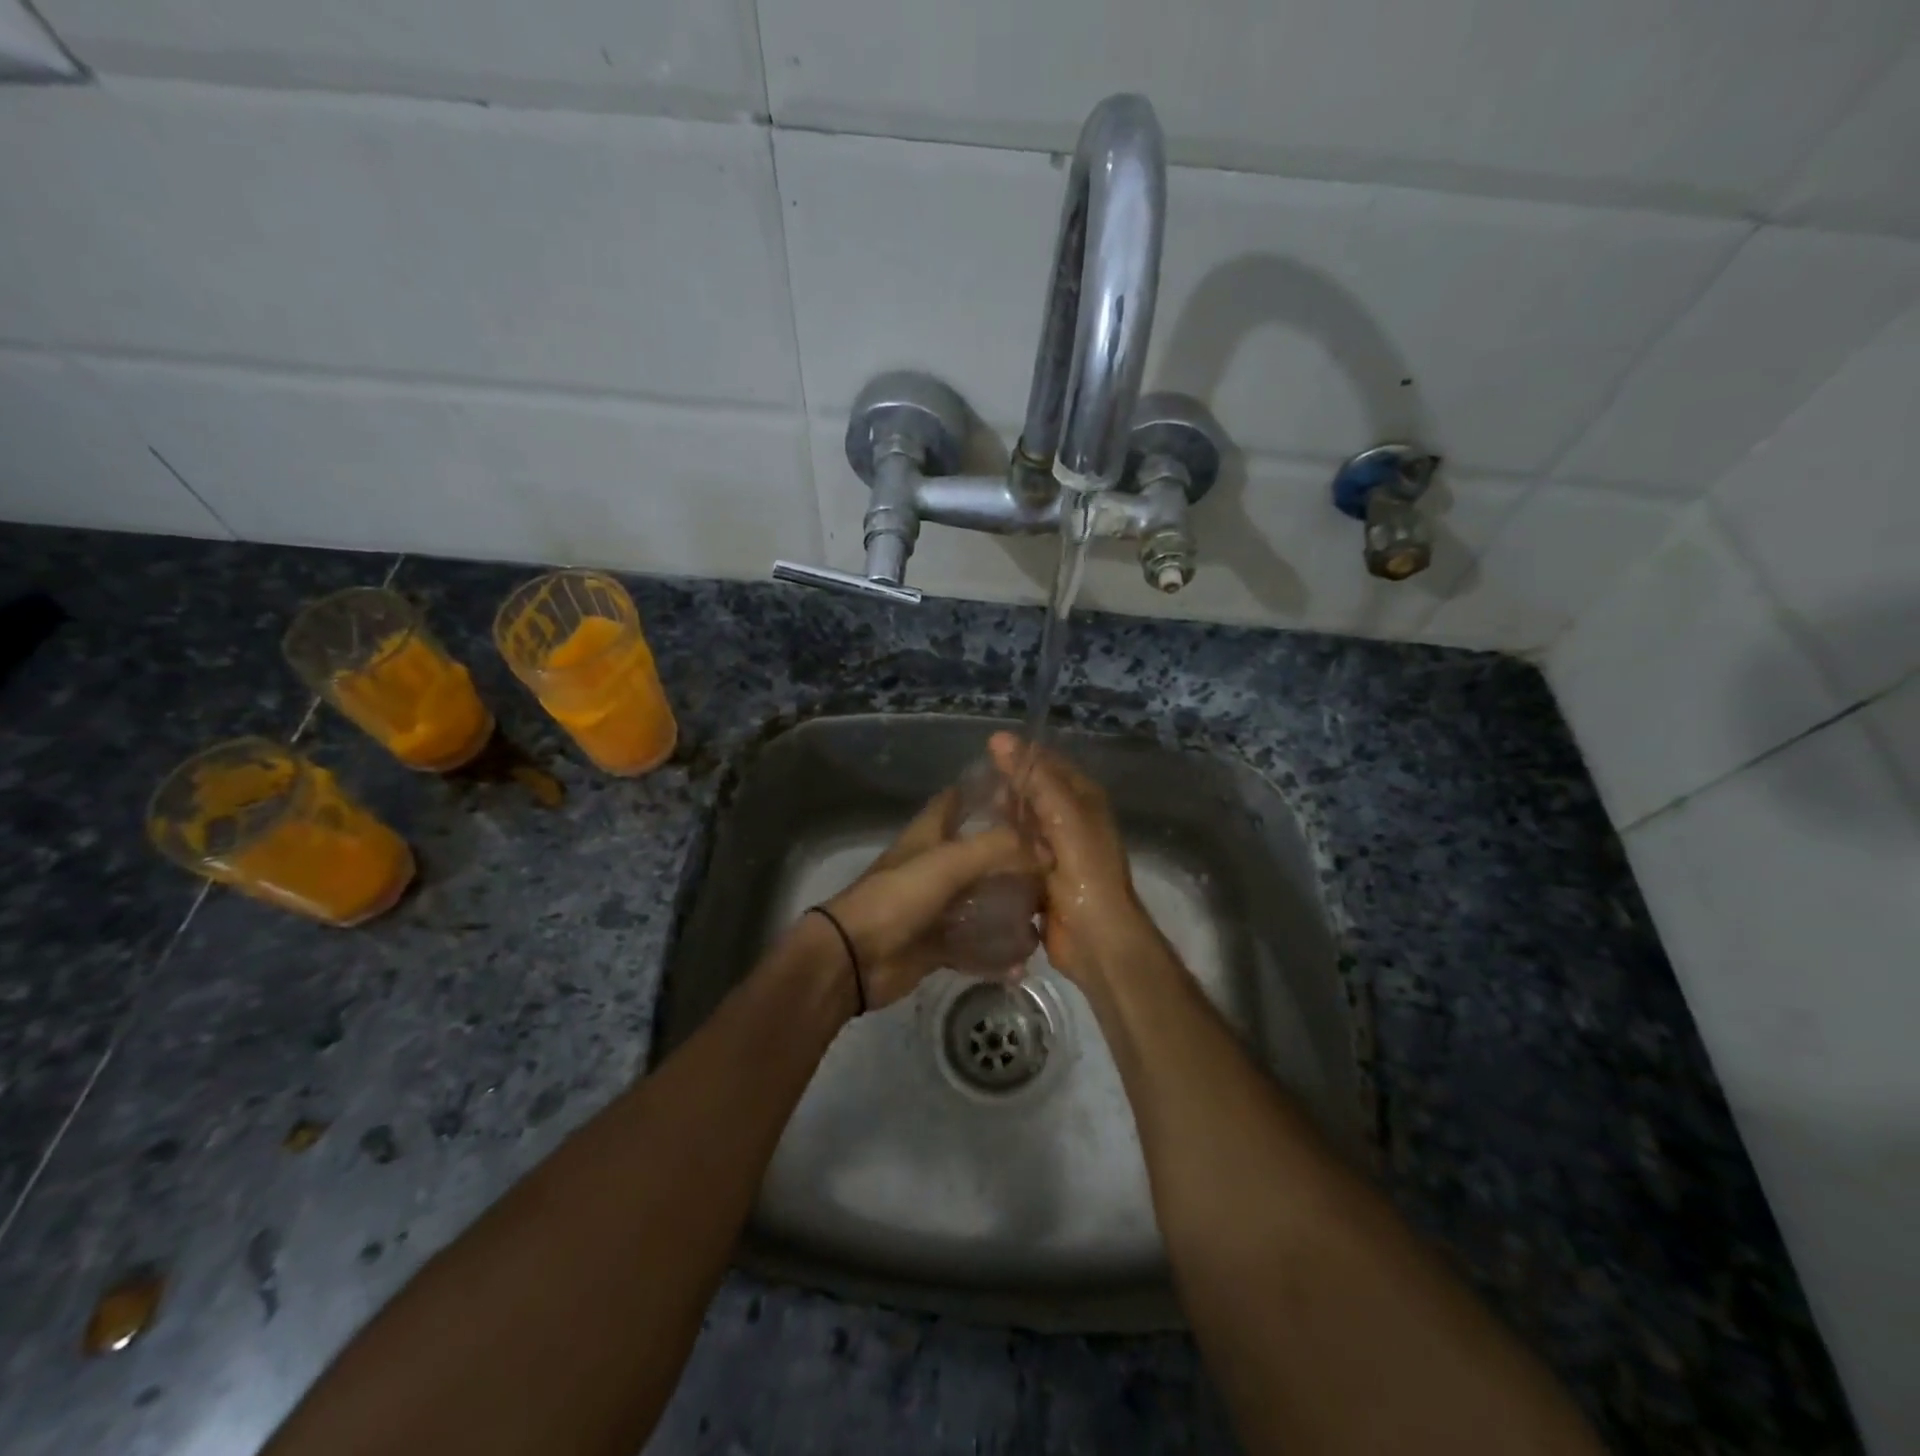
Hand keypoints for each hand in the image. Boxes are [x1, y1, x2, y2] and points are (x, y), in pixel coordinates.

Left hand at [819, 788, 1044, 1009]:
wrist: (854, 957)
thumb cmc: (897, 897)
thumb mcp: (948, 862)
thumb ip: (997, 848)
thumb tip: (1045, 848)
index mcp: (929, 836)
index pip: (956, 800)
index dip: (985, 792)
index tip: (1025, 794)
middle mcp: (934, 867)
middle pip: (979, 855)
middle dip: (1013, 859)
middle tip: (1054, 866)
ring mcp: (935, 907)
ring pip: (981, 903)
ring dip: (1009, 911)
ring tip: (1046, 917)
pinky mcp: (936, 945)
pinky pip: (974, 947)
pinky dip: (996, 954)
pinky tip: (1021, 961)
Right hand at [988, 732, 1159, 986]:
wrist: (1097, 938)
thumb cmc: (1086, 871)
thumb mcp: (1063, 816)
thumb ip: (1034, 778)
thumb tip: (999, 739)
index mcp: (1083, 800)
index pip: (1048, 765)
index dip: (1020, 756)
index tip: (985, 753)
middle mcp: (1071, 821)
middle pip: (1032, 795)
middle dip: (1005, 791)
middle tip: (969, 790)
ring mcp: (1055, 852)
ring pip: (1021, 826)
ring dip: (999, 822)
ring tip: (965, 815)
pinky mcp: (1040, 878)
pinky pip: (1015, 855)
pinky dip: (998, 851)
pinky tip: (973, 848)